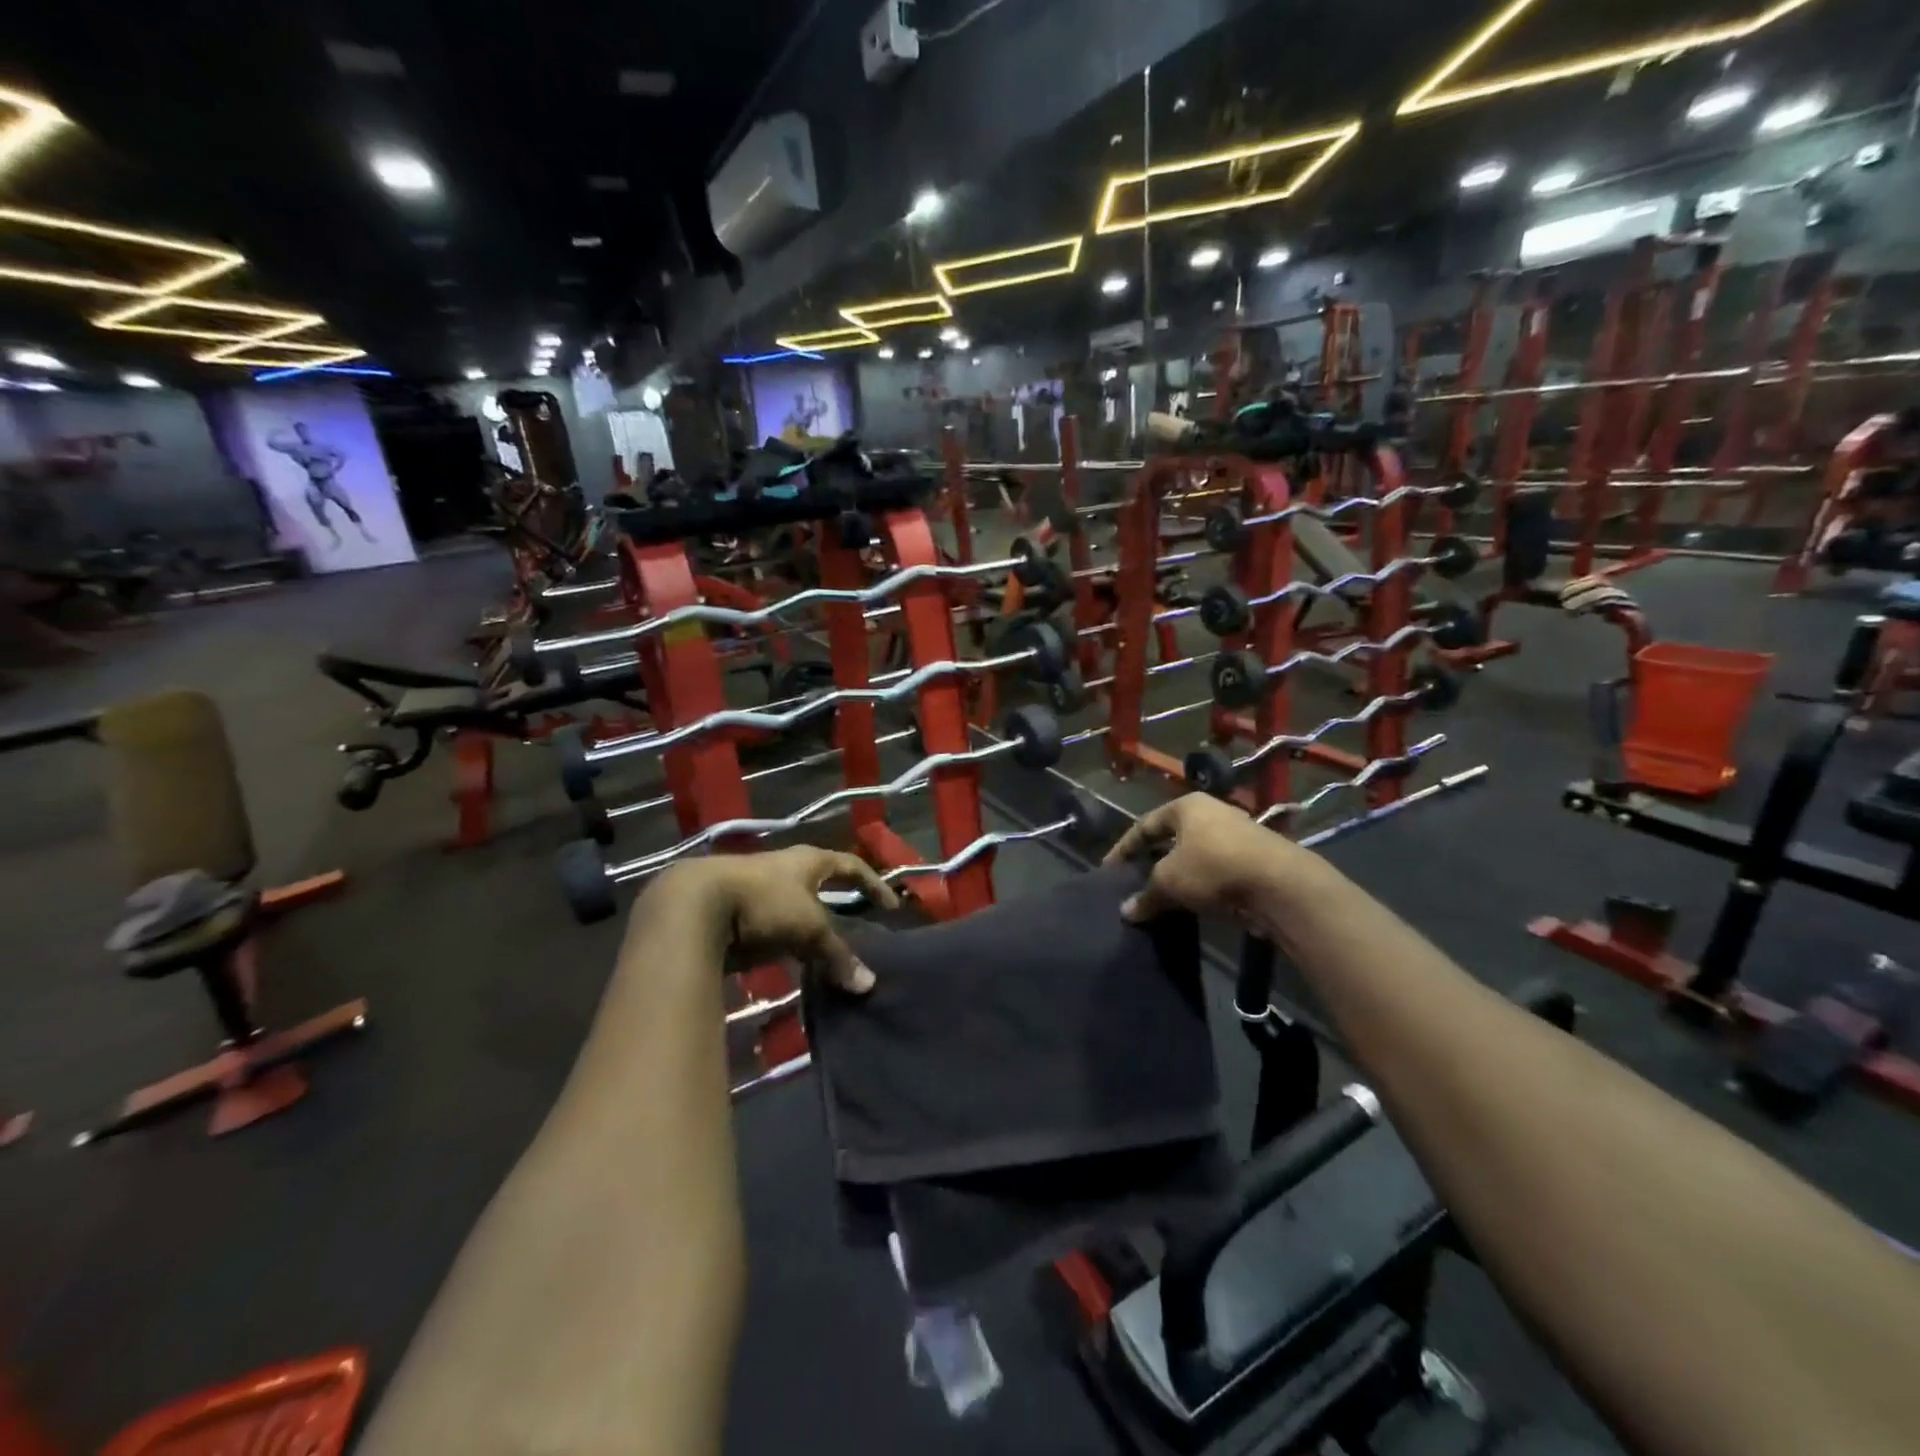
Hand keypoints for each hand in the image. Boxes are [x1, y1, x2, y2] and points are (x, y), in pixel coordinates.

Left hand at [651, 847, 899, 993]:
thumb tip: (868, 984)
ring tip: (822, 948)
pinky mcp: (734, 911)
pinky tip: (786, 959)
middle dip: (836, 901)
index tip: (889, 905)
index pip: (851, 865)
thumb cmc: (763, 903)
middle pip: (819, 883)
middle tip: (855, 923)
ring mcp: (757, 888)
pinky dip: (783, 939)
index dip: (872, 884)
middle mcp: (785, 868)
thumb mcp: (808, 928)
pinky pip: (769, 925)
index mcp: (808, 861)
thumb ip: (837, 956)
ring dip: (807, 923)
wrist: (694, 907)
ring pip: (793, 904)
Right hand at [1104, 794, 1316, 922]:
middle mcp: (1212, 813)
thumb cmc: (1213, 868)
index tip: (1110, 870)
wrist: (1280, 884)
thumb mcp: (1170, 882)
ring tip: (1163, 896)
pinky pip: (1217, 870)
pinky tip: (1194, 904)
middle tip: (1136, 881)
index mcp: (1186, 807)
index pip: (1144, 825)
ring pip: (1196, 855)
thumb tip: (1126, 912)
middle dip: (1153, 861)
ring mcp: (1238, 834)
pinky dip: (1202, 885)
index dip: (1124, 848)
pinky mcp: (1256, 858)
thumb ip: (1146, 895)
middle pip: (1172, 838)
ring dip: (1179, 875)